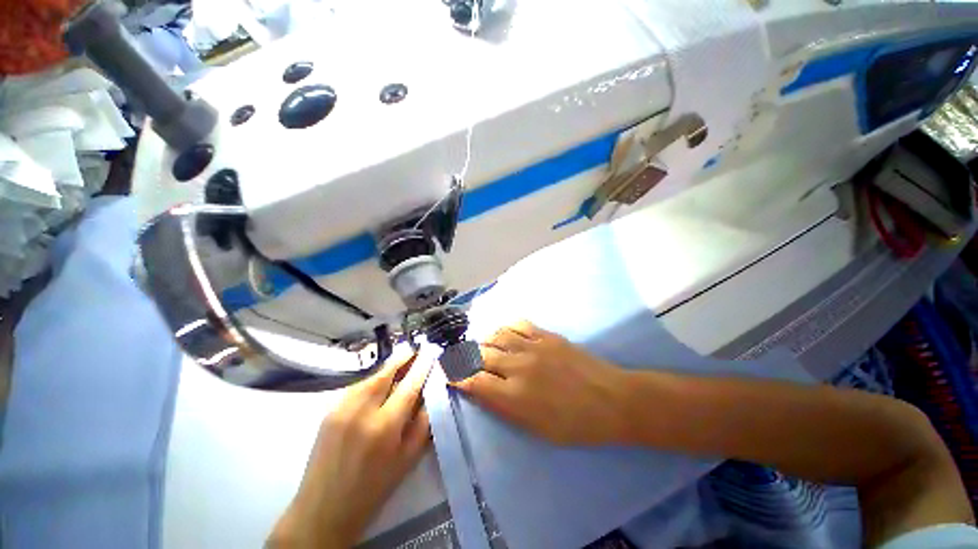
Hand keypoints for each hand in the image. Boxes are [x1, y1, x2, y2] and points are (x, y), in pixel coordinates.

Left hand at [268, 355, 432, 548]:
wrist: (324, 510)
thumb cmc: (373, 488)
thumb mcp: (408, 459)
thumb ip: (423, 423)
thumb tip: (429, 395)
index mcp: (384, 427)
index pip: (409, 386)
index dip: (422, 366)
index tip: (431, 352)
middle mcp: (361, 411)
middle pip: (385, 373)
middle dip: (402, 358)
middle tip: (414, 349)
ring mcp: (341, 409)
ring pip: (370, 377)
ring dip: (387, 368)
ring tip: (400, 363)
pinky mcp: (329, 412)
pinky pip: (356, 387)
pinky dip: (372, 380)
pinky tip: (379, 383)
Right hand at [454, 321, 629, 445]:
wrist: (612, 400)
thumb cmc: (575, 424)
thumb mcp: (536, 429)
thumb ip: (505, 408)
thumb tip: (483, 392)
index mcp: (514, 396)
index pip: (473, 381)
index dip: (456, 375)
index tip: (448, 373)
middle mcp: (518, 367)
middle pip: (480, 354)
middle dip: (465, 356)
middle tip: (460, 357)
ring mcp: (533, 347)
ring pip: (496, 335)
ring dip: (484, 339)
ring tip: (481, 344)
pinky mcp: (546, 335)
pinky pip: (518, 324)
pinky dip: (505, 327)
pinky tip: (503, 332)